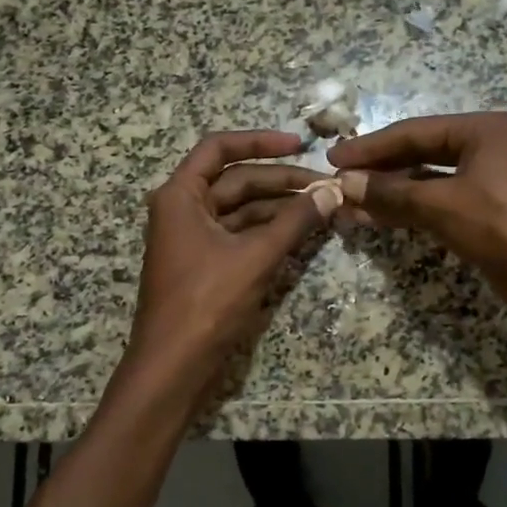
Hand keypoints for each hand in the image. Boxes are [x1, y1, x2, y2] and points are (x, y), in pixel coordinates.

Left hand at [125, 130, 327, 386]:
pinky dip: (269, 231)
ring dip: (279, 208)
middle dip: (281, 182)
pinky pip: (240, 234)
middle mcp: (183, 209)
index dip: (260, 141)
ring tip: (323, 208)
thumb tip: (333, 190)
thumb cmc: (206, 303)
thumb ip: (296, 220)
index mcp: (181, 196)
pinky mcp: (205, 263)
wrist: (174, 366)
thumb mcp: (256, 257)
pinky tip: (302, 232)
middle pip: (236, 180)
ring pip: (241, 209)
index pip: (219, 148)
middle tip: (326, 187)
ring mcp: (193, 238)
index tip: (299, 145)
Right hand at [329, 112, 506, 333]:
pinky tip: (377, 218)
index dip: (371, 147)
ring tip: (349, 204)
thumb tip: (344, 184)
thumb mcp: (442, 205)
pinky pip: (436, 204)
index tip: (334, 158)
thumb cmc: (503, 227)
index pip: (413, 132)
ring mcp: (485, 182)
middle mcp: (484, 149)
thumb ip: (391, 193)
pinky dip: (407, 210)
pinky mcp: (483, 214)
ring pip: (425, 181)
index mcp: (481, 131)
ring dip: (388, 193)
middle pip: (418, 154)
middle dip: (378, 170)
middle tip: (338, 180)